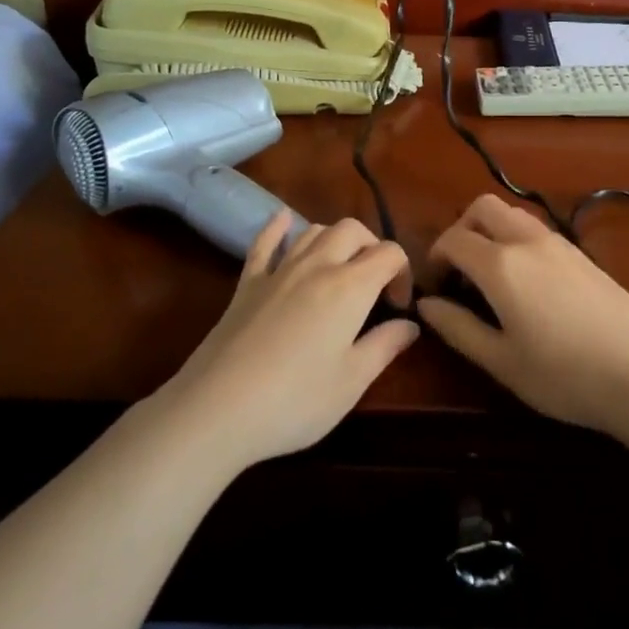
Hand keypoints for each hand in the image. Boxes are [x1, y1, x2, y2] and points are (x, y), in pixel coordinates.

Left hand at [157, 211, 417, 469]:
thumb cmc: (296, 400)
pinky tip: (283, 220)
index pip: (389, 253)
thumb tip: (410, 324)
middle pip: (352, 230)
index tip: (397, 307)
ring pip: (313, 230)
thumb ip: (386, 345)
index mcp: (350, 286)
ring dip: (334, 239)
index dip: (403, 273)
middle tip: (374, 284)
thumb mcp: (353, 381)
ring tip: (340, 268)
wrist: (218, 408)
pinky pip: (264, 243)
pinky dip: (277, 227)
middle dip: (372, 247)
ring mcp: (278, 270)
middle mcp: (317, 265)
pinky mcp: (247, 283)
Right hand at [418, 194, 628, 434]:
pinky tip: (527, 282)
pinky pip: (537, 230)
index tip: (435, 285)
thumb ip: (458, 327)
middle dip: (461, 229)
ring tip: (491, 275)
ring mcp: (559, 242)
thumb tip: (426, 304)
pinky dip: (517, 240)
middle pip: (482, 207)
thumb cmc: (563, 375)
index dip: (435, 257)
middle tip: (459, 270)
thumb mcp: (501, 360)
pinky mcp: (582, 253)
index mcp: (501, 264)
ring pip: (513, 214)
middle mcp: (528, 241)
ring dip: (491, 231)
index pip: (453, 239)